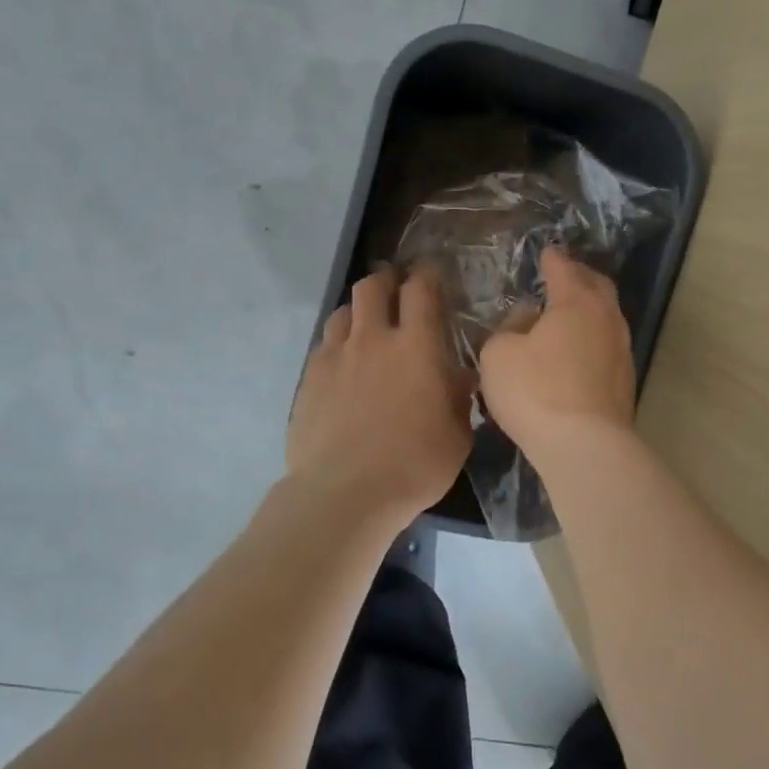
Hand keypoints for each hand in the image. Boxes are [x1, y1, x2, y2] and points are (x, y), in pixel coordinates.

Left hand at [289, 267, 475, 521]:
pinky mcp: (309, 378)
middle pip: (373, 285)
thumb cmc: (415, 465)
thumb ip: (459, 398)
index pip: (421, 289)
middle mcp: (374, 338)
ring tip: (367, 327)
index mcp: (417, 346)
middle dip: (387, 279)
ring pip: (343, 311)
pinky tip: (344, 365)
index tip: (431, 275)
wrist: (345, 493)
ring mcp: (336, 356)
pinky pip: (324, 344)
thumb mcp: (458, 435)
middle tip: (396, 290)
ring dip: (358, 311)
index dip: (427, 275)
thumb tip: (457, 377)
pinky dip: (338, 344)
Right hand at [478, 247, 636, 455]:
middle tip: (564, 274)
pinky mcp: (625, 381)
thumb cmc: (536, 391)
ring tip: (569, 312)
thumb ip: (509, 327)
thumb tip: (527, 318)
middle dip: (580, 276)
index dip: (552, 259)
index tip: (546, 252)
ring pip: (607, 317)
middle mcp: (606, 318)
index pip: (563, 268)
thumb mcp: (499, 354)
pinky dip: (592, 338)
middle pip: (597, 286)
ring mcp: (622, 350)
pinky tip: (578, 350)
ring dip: (589, 309)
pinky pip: (607, 345)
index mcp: (576, 301)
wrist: (585, 446)